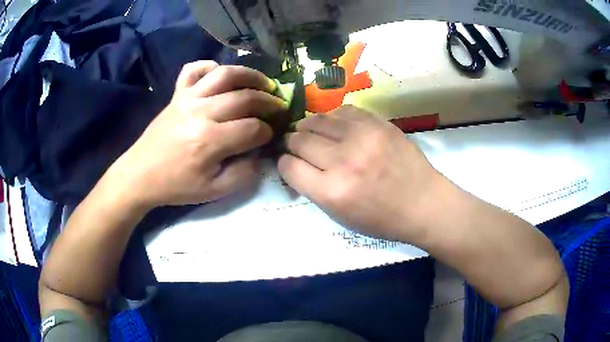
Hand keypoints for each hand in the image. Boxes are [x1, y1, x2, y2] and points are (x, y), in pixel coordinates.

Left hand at [108, 61, 286, 208]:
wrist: (141, 175)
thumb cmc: (177, 186)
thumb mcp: (214, 191)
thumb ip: (244, 173)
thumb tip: (260, 151)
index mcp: (210, 141)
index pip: (253, 129)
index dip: (268, 132)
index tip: (271, 136)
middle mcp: (201, 112)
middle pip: (245, 98)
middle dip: (269, 102)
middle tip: (278, 107)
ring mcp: (187, 98)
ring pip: (225, 74)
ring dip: (250, 75)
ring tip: (264, 82)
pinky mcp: (177, 94)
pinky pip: (194, 69)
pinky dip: (210, 66)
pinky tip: (220, 74)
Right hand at [278, 105, 443, 240]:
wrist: (423, 203)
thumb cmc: (382, 218)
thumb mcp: (340, 216)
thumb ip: (313, 188)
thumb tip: (294, 163)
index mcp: (332, 192)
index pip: (289, 167)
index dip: (284, 163)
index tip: (288, 162)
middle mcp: (343, 161)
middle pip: (299, 140)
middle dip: (292, 143)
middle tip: (296, 145)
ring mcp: (362, 137)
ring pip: (317, 120)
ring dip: (308, 126)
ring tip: (310, 131)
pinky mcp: (378, 123)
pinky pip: (342, 111)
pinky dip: (333, 118)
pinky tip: (335, 125)